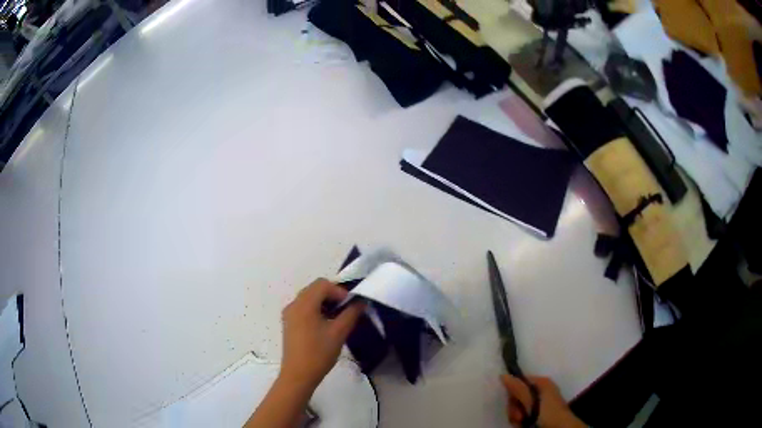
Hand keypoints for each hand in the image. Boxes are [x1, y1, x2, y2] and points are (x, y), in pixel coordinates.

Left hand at [280, 279, 364, 389]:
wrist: (298, 375)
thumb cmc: (319, 353)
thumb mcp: (339, 333)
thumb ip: (351, 313)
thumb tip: (361, 302)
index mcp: (304, 304)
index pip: (323, 284)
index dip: (339, 291)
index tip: (351, 306)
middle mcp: (293, 304)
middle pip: (315, 288)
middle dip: (333, 295)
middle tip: (347, 310)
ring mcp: (289, 313)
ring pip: (309, 297)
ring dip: (325, 302)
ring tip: (338, 318)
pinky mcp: (289, 323)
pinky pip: (304, 307)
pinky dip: (316, 309)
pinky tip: (325, 325)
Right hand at [501, 374, 586, 427]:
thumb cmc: (548, 412)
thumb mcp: (532, 400)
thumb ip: (518, 389)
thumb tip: (504, 375)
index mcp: (541, 382)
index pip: (519, 382)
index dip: (512, 393)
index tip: (512, 403)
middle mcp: (540, 390)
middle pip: (517, 396)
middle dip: (514, 408)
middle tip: (519, 417)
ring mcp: (540, 403)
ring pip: (519, 407)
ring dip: (517, 416)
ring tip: (522, 423)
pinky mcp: (538, 414)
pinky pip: (524, 414)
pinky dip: (521, 420)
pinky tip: (524, 425)